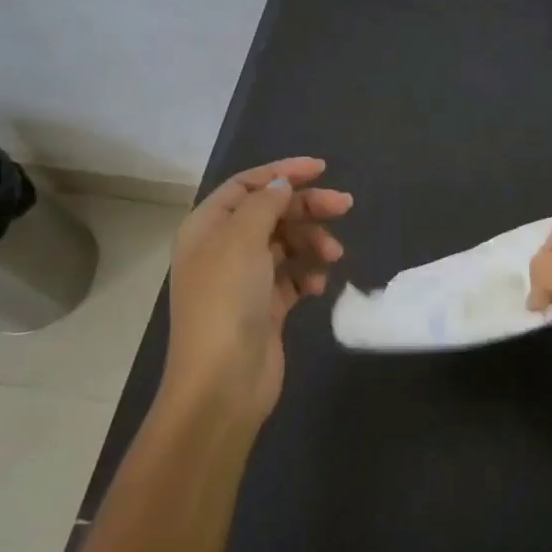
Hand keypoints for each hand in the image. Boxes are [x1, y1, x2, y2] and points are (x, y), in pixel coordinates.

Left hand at [161, 158, 351, 425]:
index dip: (282, 173)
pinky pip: (293, 277)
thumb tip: (282, 184)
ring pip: (287, 244)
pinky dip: (308, 276)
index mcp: (207, 228)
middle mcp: (223, 249)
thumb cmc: (227, 301)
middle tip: (344, 206)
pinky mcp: (266, 307)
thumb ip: (265, 204)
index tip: (321, 169)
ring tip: (332, 256)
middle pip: (272, 213)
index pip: (247, 186)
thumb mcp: (242, 240)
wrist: (224, 381)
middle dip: (307, 208)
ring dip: (312, 243)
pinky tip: (318, 286)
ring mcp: (245, 280)